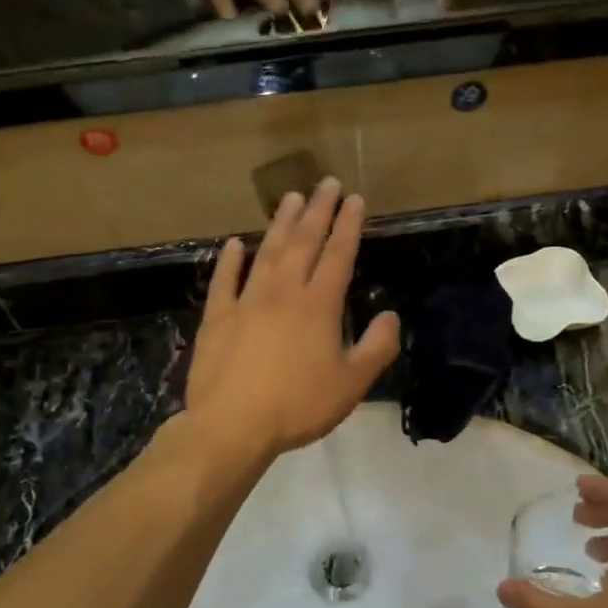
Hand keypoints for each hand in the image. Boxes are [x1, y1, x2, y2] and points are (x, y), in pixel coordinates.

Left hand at [184, 179, 400, 458]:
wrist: (233, 425)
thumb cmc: (298, 406)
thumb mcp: (352, 384)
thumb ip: (377, 348)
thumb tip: (390, 315)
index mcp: (318, 306)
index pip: (338, 255)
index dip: (348, 225)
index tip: (355, 199)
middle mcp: (283, 293)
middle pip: (303, 243)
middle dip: (317, 211)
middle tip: (326, 182)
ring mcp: (246, 303)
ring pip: (266, 253)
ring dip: (280, 224)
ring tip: (290, 198)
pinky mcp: (217, 319)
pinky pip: (224, 282)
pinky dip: (230, 261)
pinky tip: (234, 244)